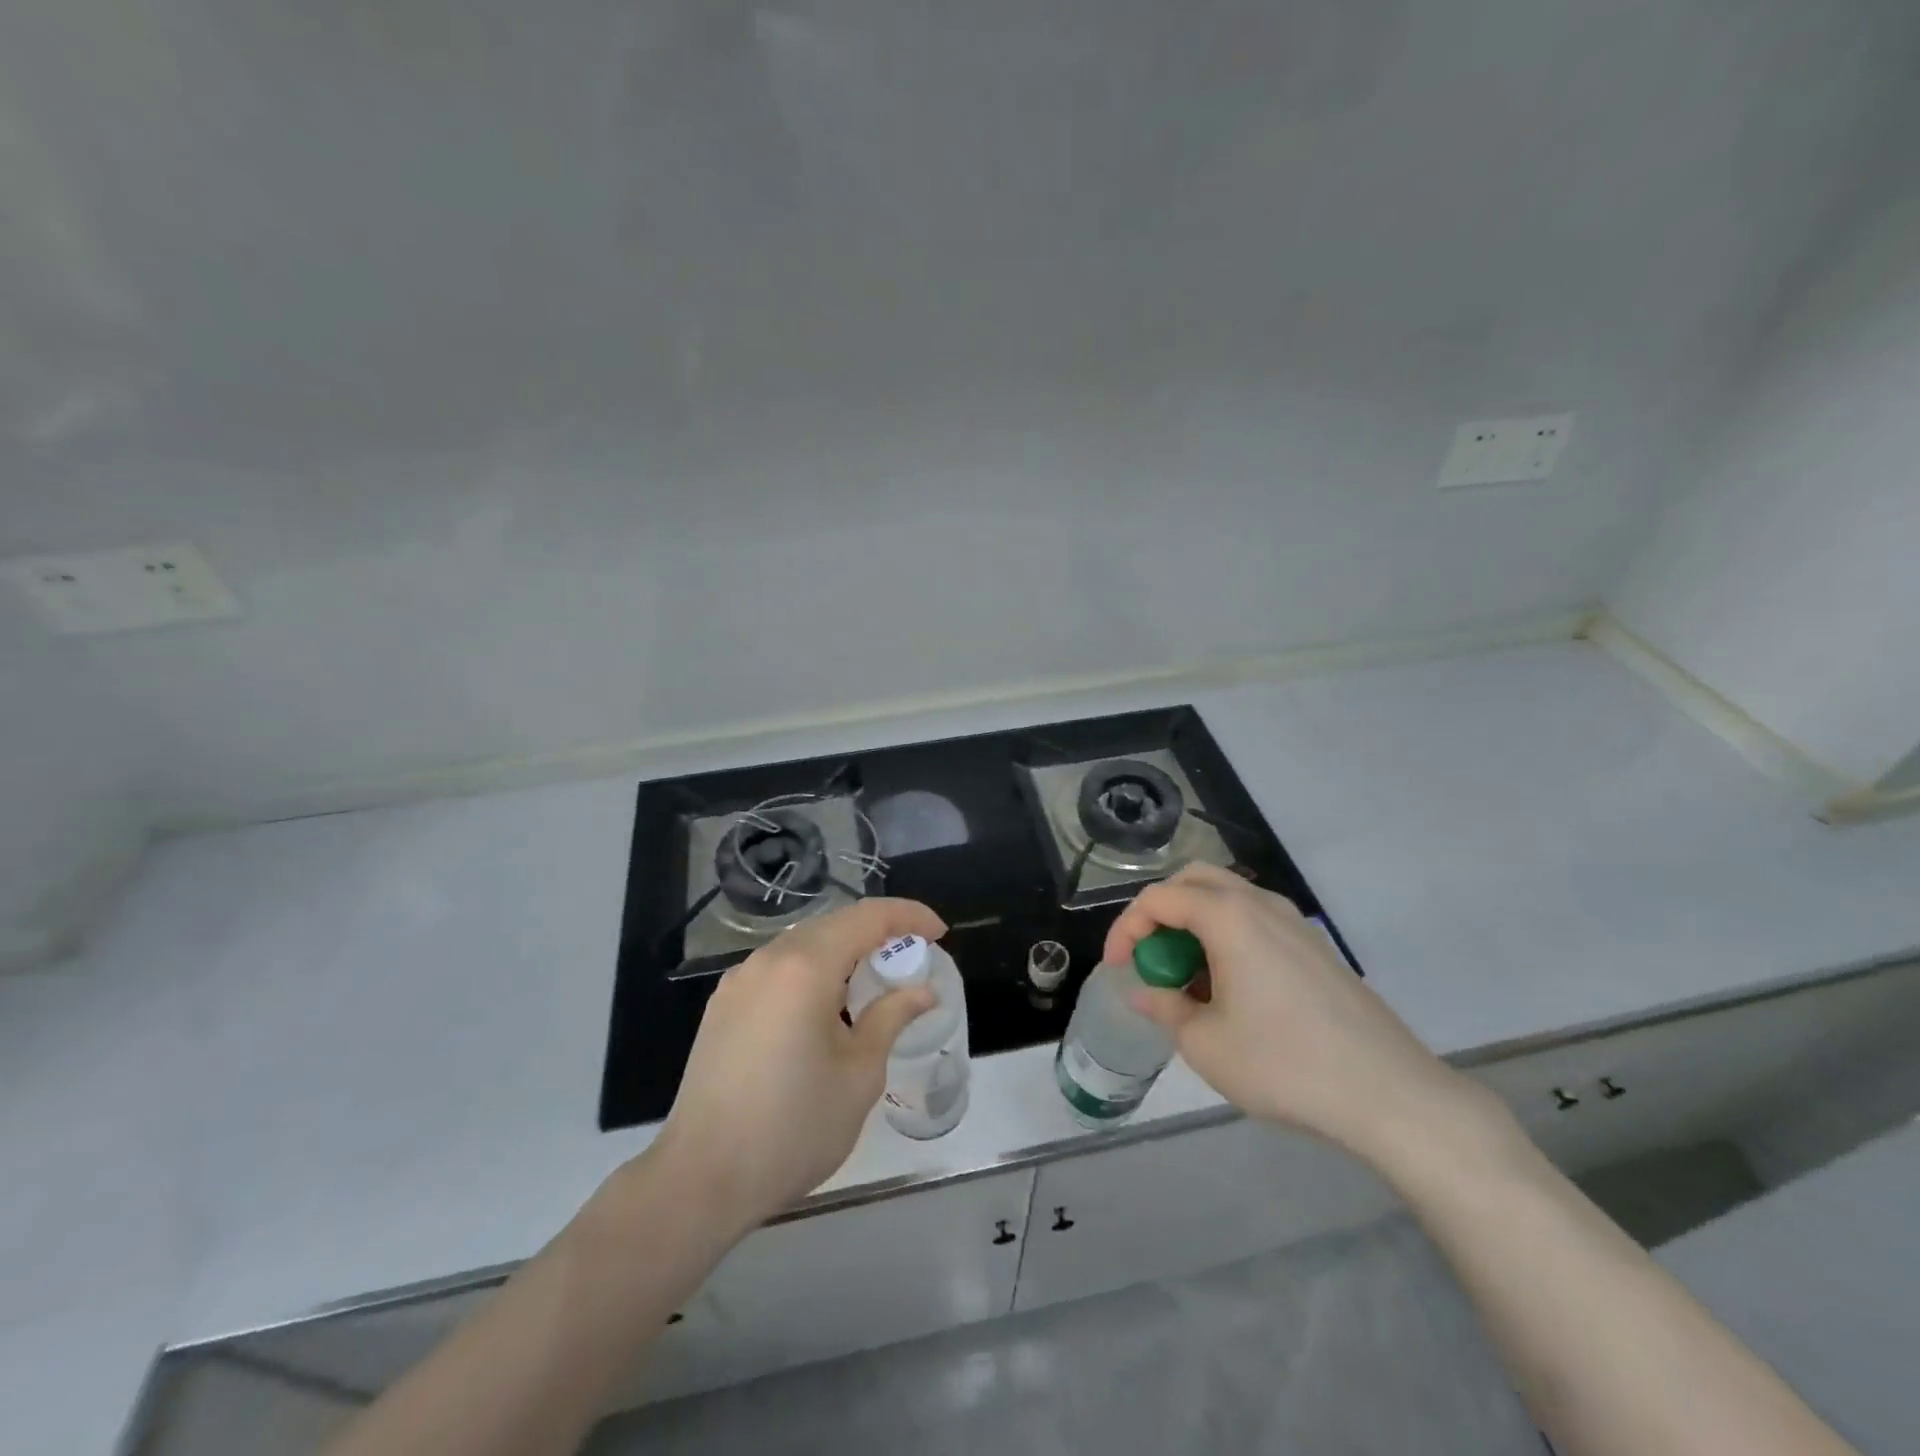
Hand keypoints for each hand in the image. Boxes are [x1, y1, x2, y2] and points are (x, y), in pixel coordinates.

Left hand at [649, 897, 946, 1233]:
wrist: (701, 1178)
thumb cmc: (793, 1127)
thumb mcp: (859, 1074)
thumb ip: (891, 1018)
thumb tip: (922, 991)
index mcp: (805, 967)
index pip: (867, 917)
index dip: (908, 916)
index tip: (939, 933)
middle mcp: (768, 959)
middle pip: (834, 924)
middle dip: (878, 932)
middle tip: (911, 958)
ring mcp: (739, 980)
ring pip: (803, 944)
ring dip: (843, 950)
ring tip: (872, 981)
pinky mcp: (722, 1005)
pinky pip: (778, 968)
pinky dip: (812, 970)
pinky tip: (824, 1006)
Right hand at [1104, 865, 1488, 1163]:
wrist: (1391, 1095)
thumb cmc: (1285, 1064)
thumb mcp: (1205, 1044)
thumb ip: (1165, 1008)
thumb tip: (1146, 991)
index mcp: (1228, 916)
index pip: (1158, 899)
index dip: (1126, 929)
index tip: (1118, 970)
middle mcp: (1261, 904)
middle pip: (1194, 881)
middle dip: (1160, 913)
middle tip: (1150, 958)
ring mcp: (1294, 923)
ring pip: (1228, 898)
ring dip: (1195, 925)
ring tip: (1188, 980)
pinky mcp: (1316, 947)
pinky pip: (1256, 922)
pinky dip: (1227, 938)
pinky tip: (1231, 991)